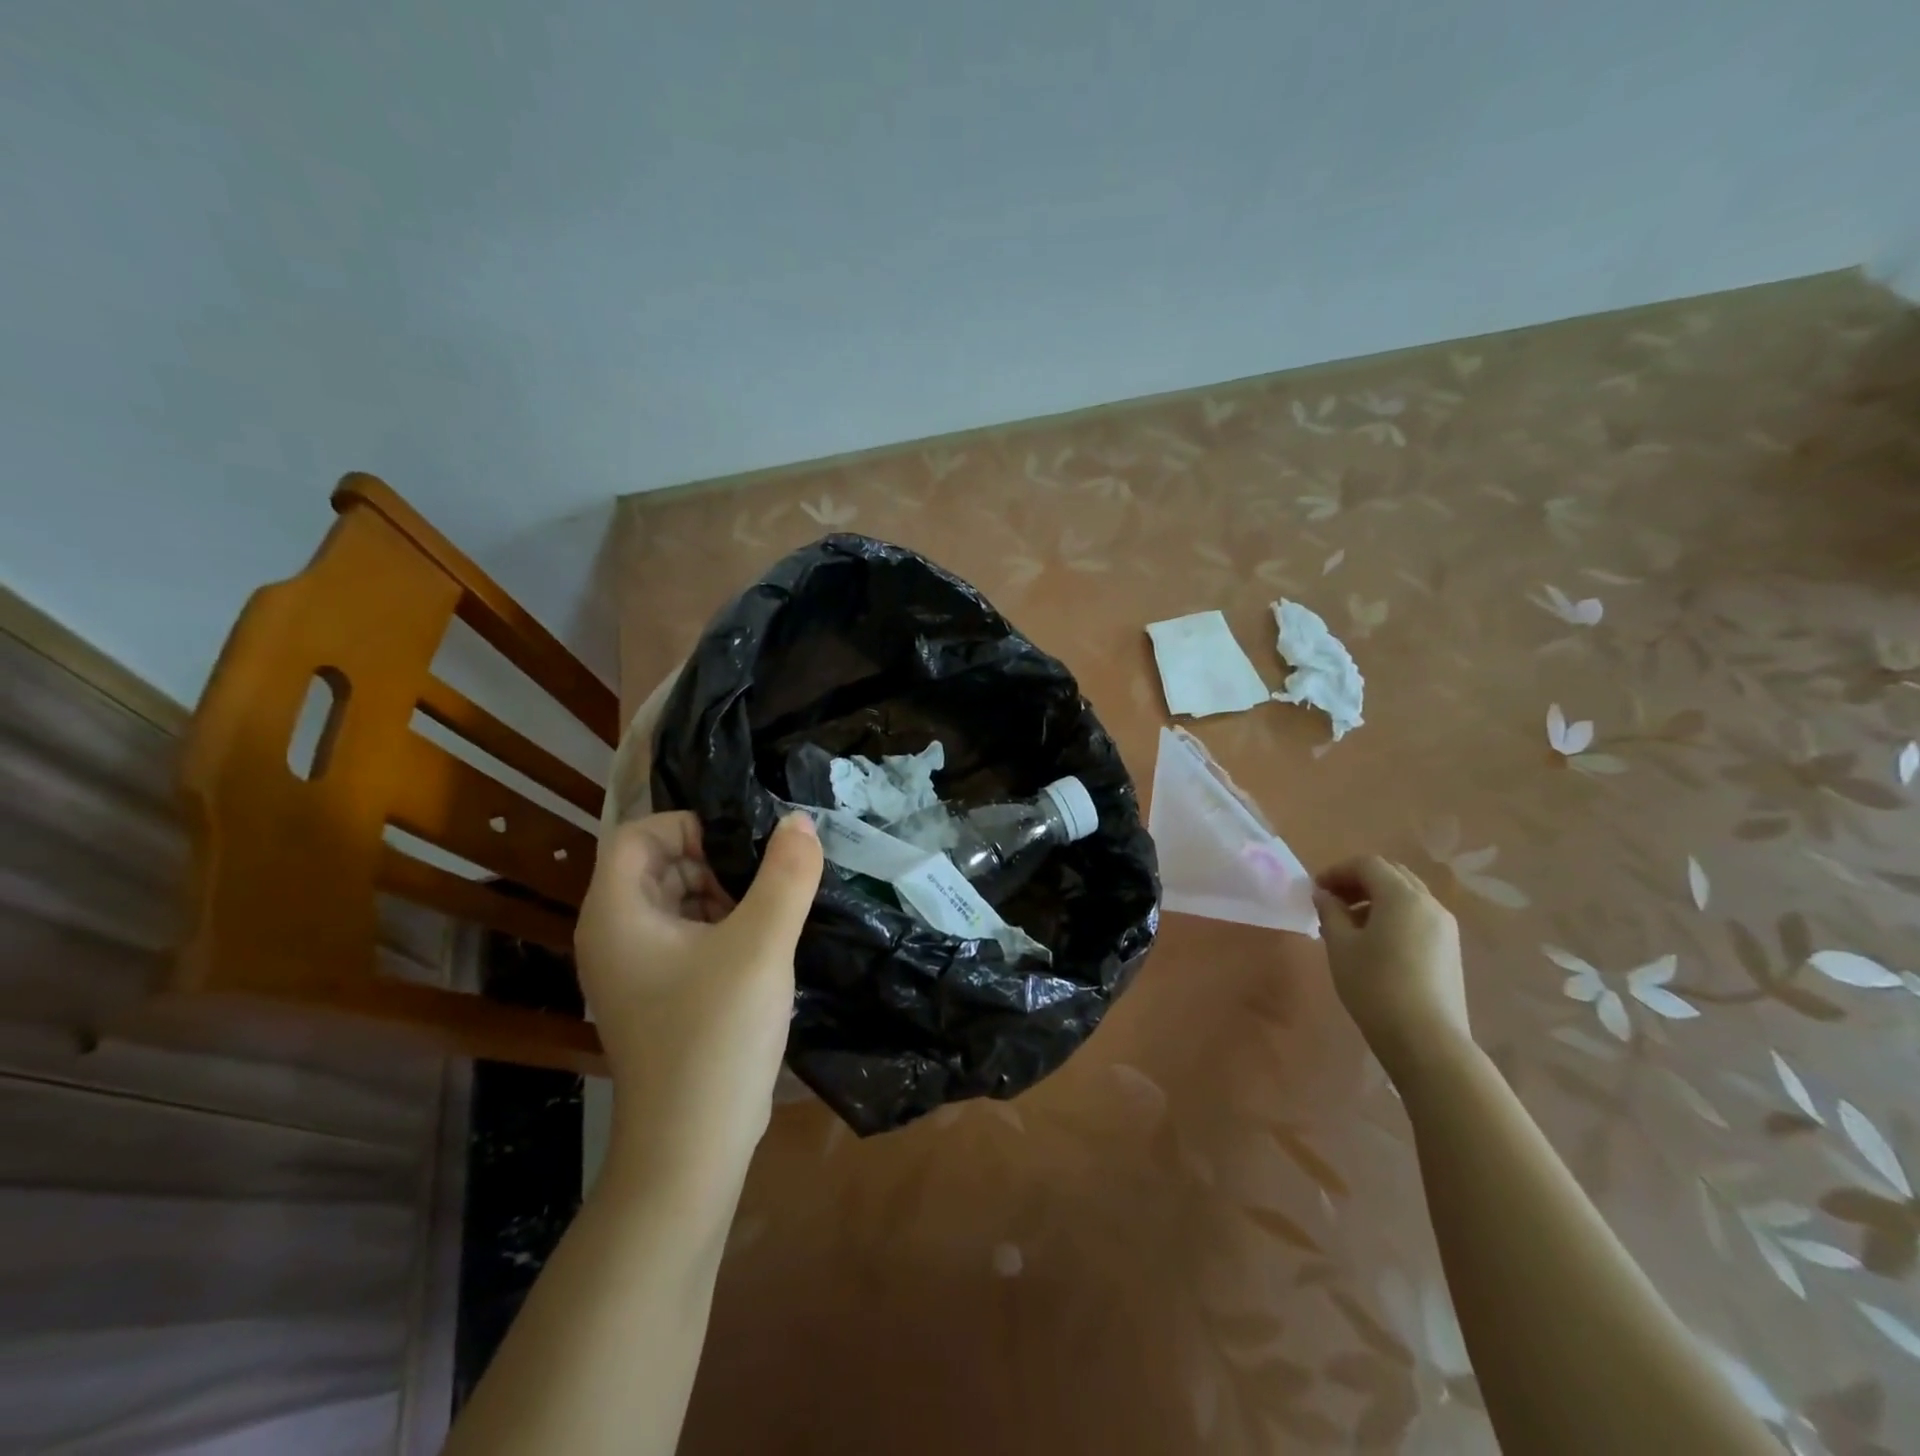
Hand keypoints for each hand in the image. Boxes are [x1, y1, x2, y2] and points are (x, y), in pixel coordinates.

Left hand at [575, 811, 823, 1176]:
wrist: (693, 1146)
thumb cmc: (716, 1034)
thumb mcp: (761, 944)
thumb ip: (786, 875)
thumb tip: (800, 822)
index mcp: (617, 913)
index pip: (640, 834)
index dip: (691, 826)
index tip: (745, 844)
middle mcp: (615, 934)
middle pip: (660, 866)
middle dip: (716, 860)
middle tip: (771, 874)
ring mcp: (636, 969)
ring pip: (679, 901)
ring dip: (726, 894)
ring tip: (775, 907)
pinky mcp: (661, 994)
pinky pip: (689, 937)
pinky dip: (724, 927)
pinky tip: (765, 942)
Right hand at [1312, 856, 1471, 1075]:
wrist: (1427, 1040)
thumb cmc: (1375, 986)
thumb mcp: (1341, 946)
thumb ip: (1330, 912)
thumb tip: (1324, 895)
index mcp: (1402, 896)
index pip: (1367, 864)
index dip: (1337, 871)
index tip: (1315, 890)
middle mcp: (1429, 904)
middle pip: (1391, 875)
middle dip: (1358, 881)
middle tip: (1332, 901)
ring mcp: (1445, 927)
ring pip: (1407, 896)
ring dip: (1376, 899)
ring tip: (1349, 924)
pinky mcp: (1450, 949)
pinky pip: (1418, 916)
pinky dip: (1393, 916)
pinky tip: (1375, 943)